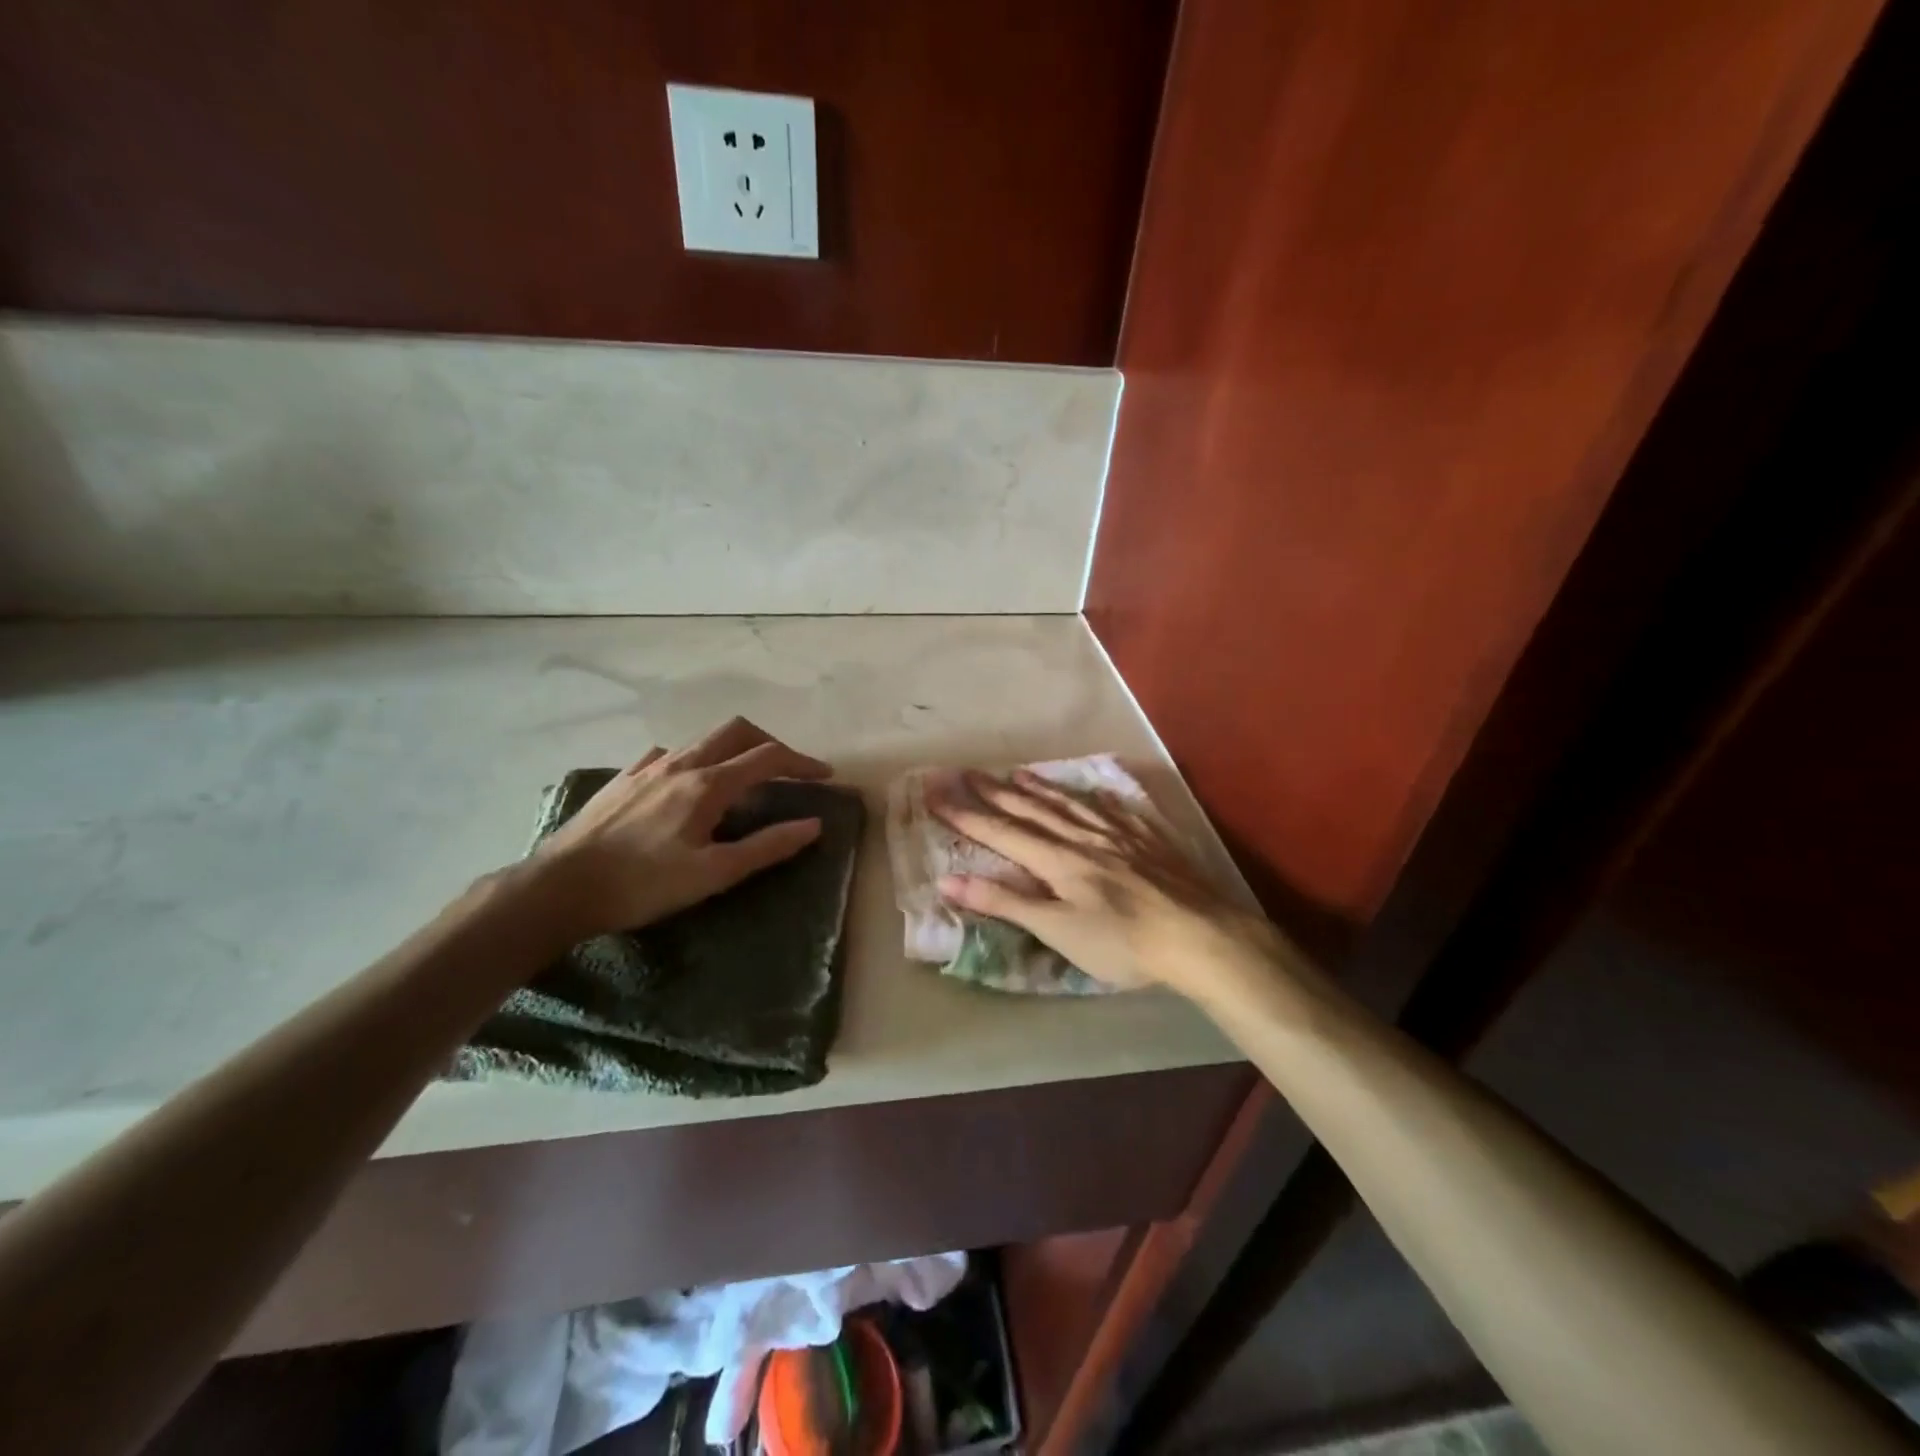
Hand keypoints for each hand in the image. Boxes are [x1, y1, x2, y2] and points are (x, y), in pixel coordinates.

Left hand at [526, 717, 831, 938]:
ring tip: (741, 779)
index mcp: (707, 784)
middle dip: (769, 743)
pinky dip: (693, 759)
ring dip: (732, 750)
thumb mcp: (713, 873)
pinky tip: (685, 784)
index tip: (825, 776)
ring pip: (702, 740)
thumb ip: (766, 846)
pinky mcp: (622, 778)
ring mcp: (647, 767)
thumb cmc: (642, 885)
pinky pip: (668, 754)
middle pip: (736, 731)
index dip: (802, 762)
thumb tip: (813, 825)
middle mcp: (681, 763)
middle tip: (787, 769)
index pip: (768, 757)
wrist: (559, 887)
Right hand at [932, 770, 1280, 997]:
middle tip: (967, 772)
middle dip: (995, 792)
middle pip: (1031, 809)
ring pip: (1069, 803)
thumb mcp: (1057, 930)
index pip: (1001, 832)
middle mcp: (1082, 836)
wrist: (1199, 934)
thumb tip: (947, 881)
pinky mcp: (1148, 837)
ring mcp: (1118, 833)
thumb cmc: (1122, 942)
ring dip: (1038, 788)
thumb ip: (1005, 902)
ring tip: (1017, 772)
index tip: (936, 793)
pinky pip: (1112, 806)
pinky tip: (1089, 791)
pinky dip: (1091, 795)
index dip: (965, 814)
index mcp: (1057, 859)